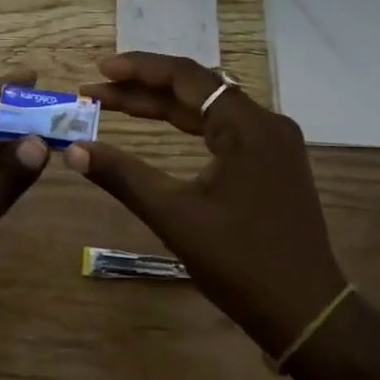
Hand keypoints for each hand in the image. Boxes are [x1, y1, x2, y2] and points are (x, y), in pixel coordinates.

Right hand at [71, 53, 346, 358]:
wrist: (305, 311)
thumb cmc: (240, 262)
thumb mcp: (174, 215)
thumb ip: (123, 176)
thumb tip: (73, 151)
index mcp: (248, 125)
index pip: (187, 77)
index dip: (139, 69)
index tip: (99, 68)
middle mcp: (266, 123)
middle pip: (198, 90)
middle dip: (144, 89)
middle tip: (96, 91)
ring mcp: (273, 144)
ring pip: (210, 110)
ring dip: (164, 107)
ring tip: (116, 104)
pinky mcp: (273, 164)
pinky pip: (224, 130)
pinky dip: (188, 127)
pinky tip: (161, 129)